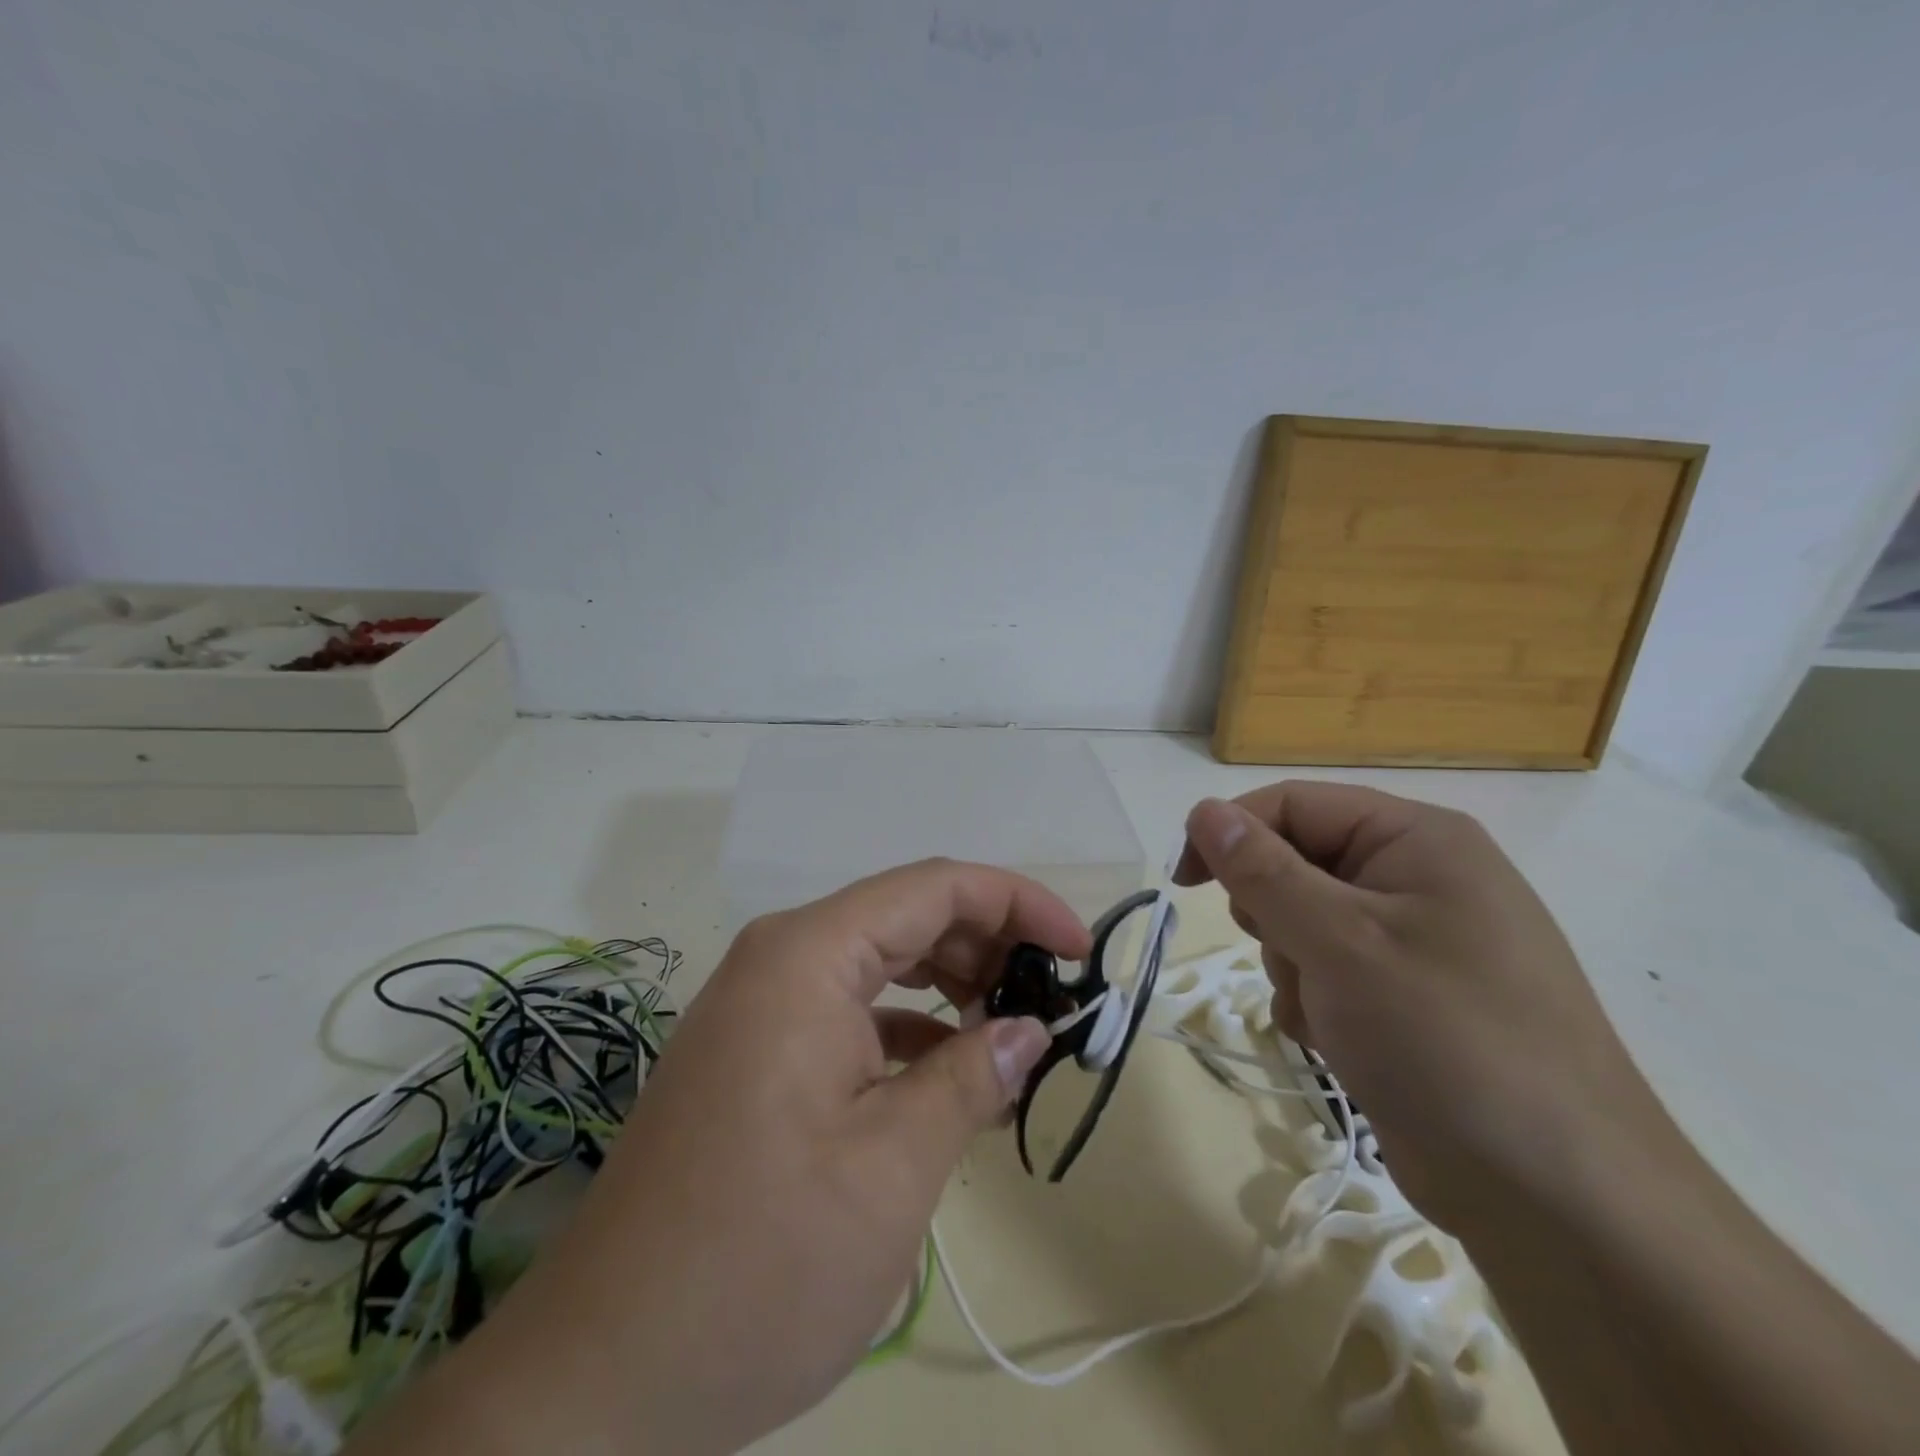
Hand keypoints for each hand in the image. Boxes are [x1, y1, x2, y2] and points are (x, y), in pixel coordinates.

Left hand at [346, 860, 1086, 1455]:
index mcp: (807, 956)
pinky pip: (849, 1008)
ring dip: (951, 985)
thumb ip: (971, 1078)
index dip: (1017, 903)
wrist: (601, 1375)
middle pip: (907, 915)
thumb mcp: (892, 1168)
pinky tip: (948, 1075)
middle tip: (1051, 1001)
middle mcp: (779, 958)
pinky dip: (908, 1028)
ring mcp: (761, 1003)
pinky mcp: (755, 1051)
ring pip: (880, 960)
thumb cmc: (757, 1263)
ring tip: (1010, 1036)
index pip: (935, 887)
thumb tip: (1030, 1029)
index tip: (1079, 950)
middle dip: (988, 944)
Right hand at [1175, 783, 1677, 1233]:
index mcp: (1416, 839)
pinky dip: (1315, 1002)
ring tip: (1329, 1014)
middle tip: (1295, 957)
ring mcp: (1417, 940)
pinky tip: (1339, 1042)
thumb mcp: (1340, 943)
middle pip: (1296, 862)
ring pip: (1303, 922)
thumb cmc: (1448, 1041)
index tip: (1185, 883)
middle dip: (1274, 914)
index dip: (1231, 833)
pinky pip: (1327, 971)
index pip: (1293, 804)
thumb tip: (1204, 810)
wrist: (1560, 1200)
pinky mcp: (1408, 996)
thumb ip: (1264, 871)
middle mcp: (1419, 877)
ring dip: (1293, 966)